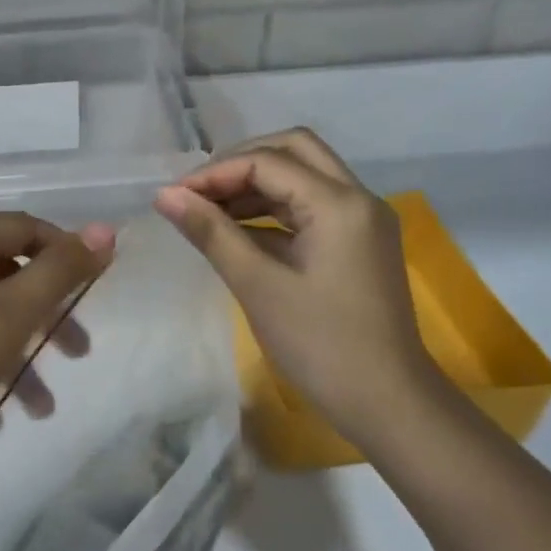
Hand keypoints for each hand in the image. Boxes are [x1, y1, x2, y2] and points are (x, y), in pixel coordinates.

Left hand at [0, 213, 115, 472]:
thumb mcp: (11, 314)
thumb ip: (61, 271)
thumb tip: (105, 230)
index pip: (23, 228)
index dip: (65, 252)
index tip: (94, 288)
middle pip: (1, 276)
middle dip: (44, 318)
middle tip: (76, 353)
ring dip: (13, 356)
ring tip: (38, 409)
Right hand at [154, 128, 433, 441]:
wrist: (385, 400)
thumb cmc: (319, 344)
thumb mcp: (257, 286)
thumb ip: (211, 233)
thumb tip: (165, 195)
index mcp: (339, 203)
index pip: (267, 162)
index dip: (214, 173)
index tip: (174, 198)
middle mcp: (358, 197)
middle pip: (294, 150)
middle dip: (240, 163)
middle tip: (197, 193)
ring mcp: (363, 220)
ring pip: (304, 176)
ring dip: (256, 185)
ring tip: (209, 212)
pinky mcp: (360, 243)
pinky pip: (312, 207)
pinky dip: (274, 210)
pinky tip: (239, 233)